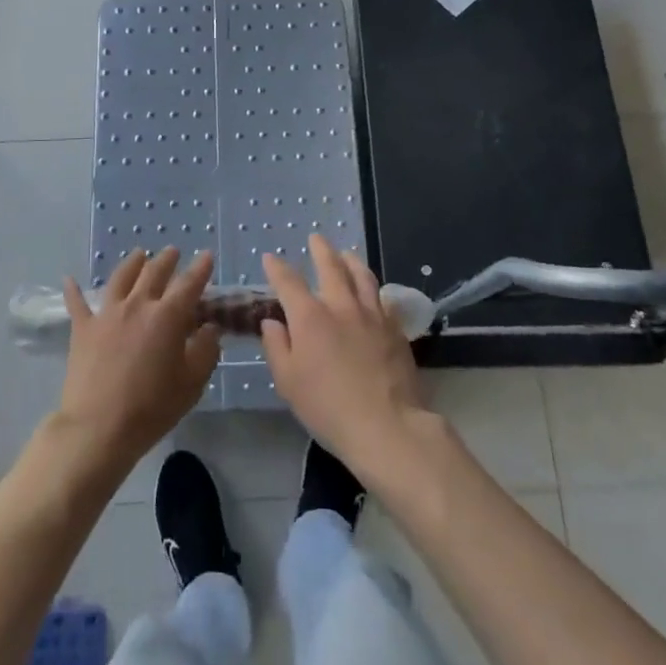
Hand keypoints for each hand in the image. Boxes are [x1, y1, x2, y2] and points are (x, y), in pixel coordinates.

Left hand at [56, 248, 219, 471]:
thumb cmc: (151, 407)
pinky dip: (73, 290)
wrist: (98, 427)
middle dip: (167, 259)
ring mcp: (106, 314)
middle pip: (154, 272)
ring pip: (121, 278)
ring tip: (139, 255)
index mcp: (167, 316)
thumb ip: (206, 351)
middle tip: (173, 252)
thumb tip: (210, 327)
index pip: (189, 284)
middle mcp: (137, 305)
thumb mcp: (192, 383)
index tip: (207, 255)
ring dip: (132, 263)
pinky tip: (69, 279)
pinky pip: (77, 303)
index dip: (200, 268)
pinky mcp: (82, 329)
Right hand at [259, 233, 427, 473]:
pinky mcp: (395, 329)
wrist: (387, 426)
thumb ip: (277, 347)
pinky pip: (383, 299)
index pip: (288, 282)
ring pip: (362, 276)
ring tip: (347, 254)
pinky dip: (374, 289)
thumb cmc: (328, 408)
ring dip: (351, 261)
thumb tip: (272, 323)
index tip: (270, 258)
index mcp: (310, 317)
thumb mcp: (288, 382)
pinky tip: (374, 292)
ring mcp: (372, 315)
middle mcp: (341, 306)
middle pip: (331, 267)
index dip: (277, 268)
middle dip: (321, 250)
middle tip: (316, 238)